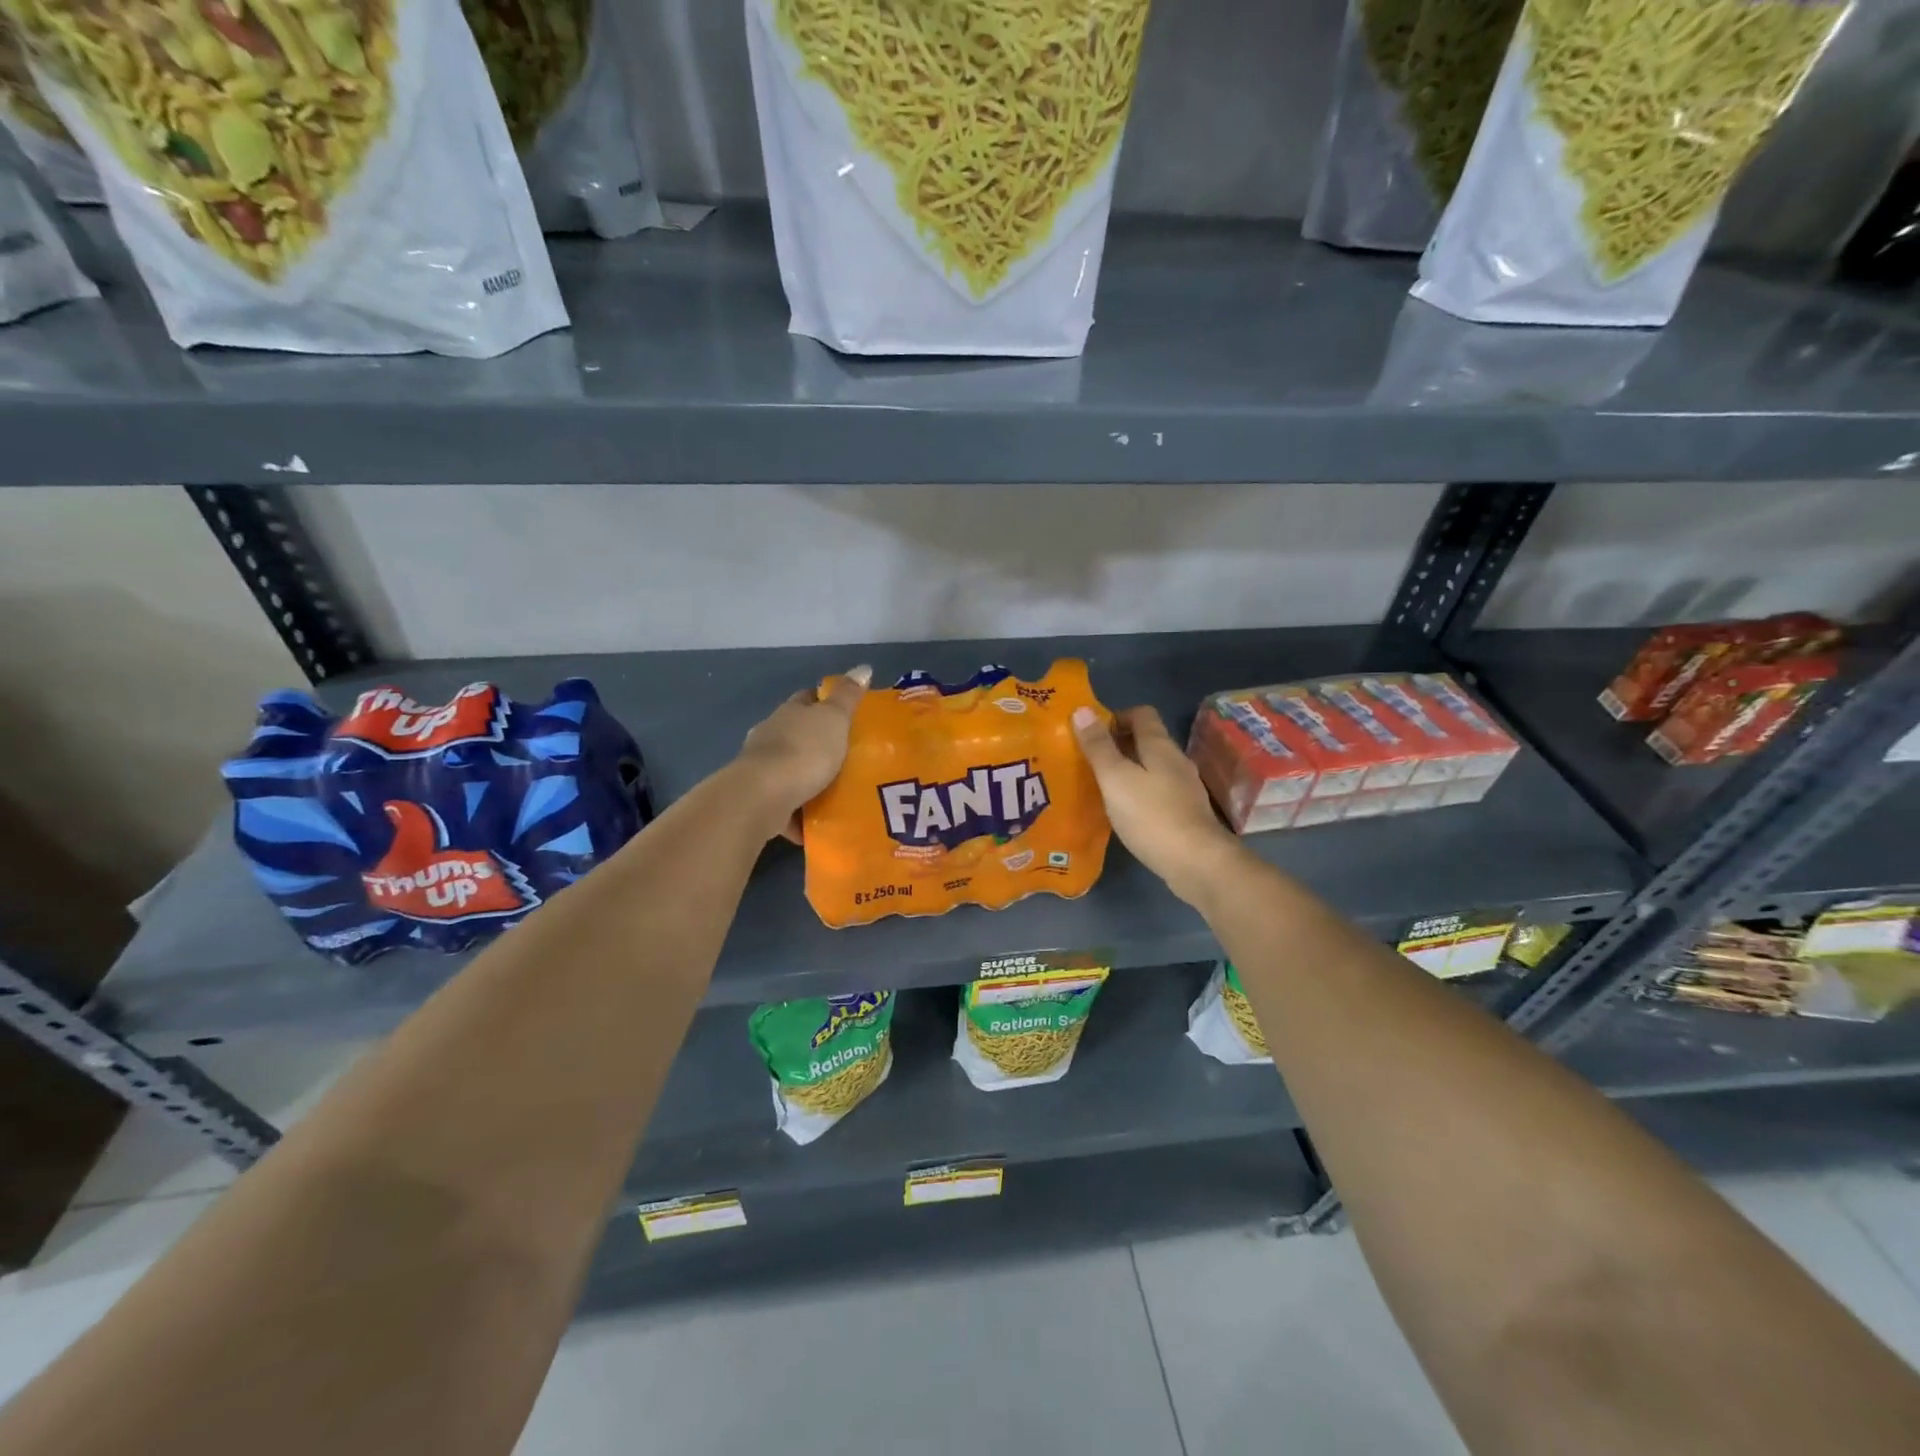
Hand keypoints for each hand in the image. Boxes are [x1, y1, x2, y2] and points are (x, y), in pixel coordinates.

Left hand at [735, 666, 870, 841]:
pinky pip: (787, 802)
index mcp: (789, 713)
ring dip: (808, 777)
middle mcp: (771, 735)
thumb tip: (863, 667)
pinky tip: (820, 821)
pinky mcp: (760, 798)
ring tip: (838, 790)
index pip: (807, 699)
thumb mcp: (834, 719)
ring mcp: (762, 767)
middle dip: (818, 742)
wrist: (763, 797)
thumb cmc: (804, 751)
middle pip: (797, 733)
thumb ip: (848, 697)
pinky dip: (801, 811)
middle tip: (849, 755)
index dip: (825, 701)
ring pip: (790, 768)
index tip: (847, 713)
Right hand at [1072, 704, 1243, 907]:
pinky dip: (1138, 793)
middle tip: (1087, 760)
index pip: (1141, 714)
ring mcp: (1184, 788)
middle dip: (1117, 745)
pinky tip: (1123, 811)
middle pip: (1146, 740)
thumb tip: (1082, 710)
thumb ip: (1098, 747)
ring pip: (1151, 767)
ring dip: (1127, 771)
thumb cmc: (1152, 816)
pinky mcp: (1186, 813)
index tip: (1090, 733)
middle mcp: (1176, 761)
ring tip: (1100, 786)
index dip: (1115, 717)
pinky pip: (1157, 792)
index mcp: (1160, 746)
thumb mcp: (1116, 778)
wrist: (1198, 863)